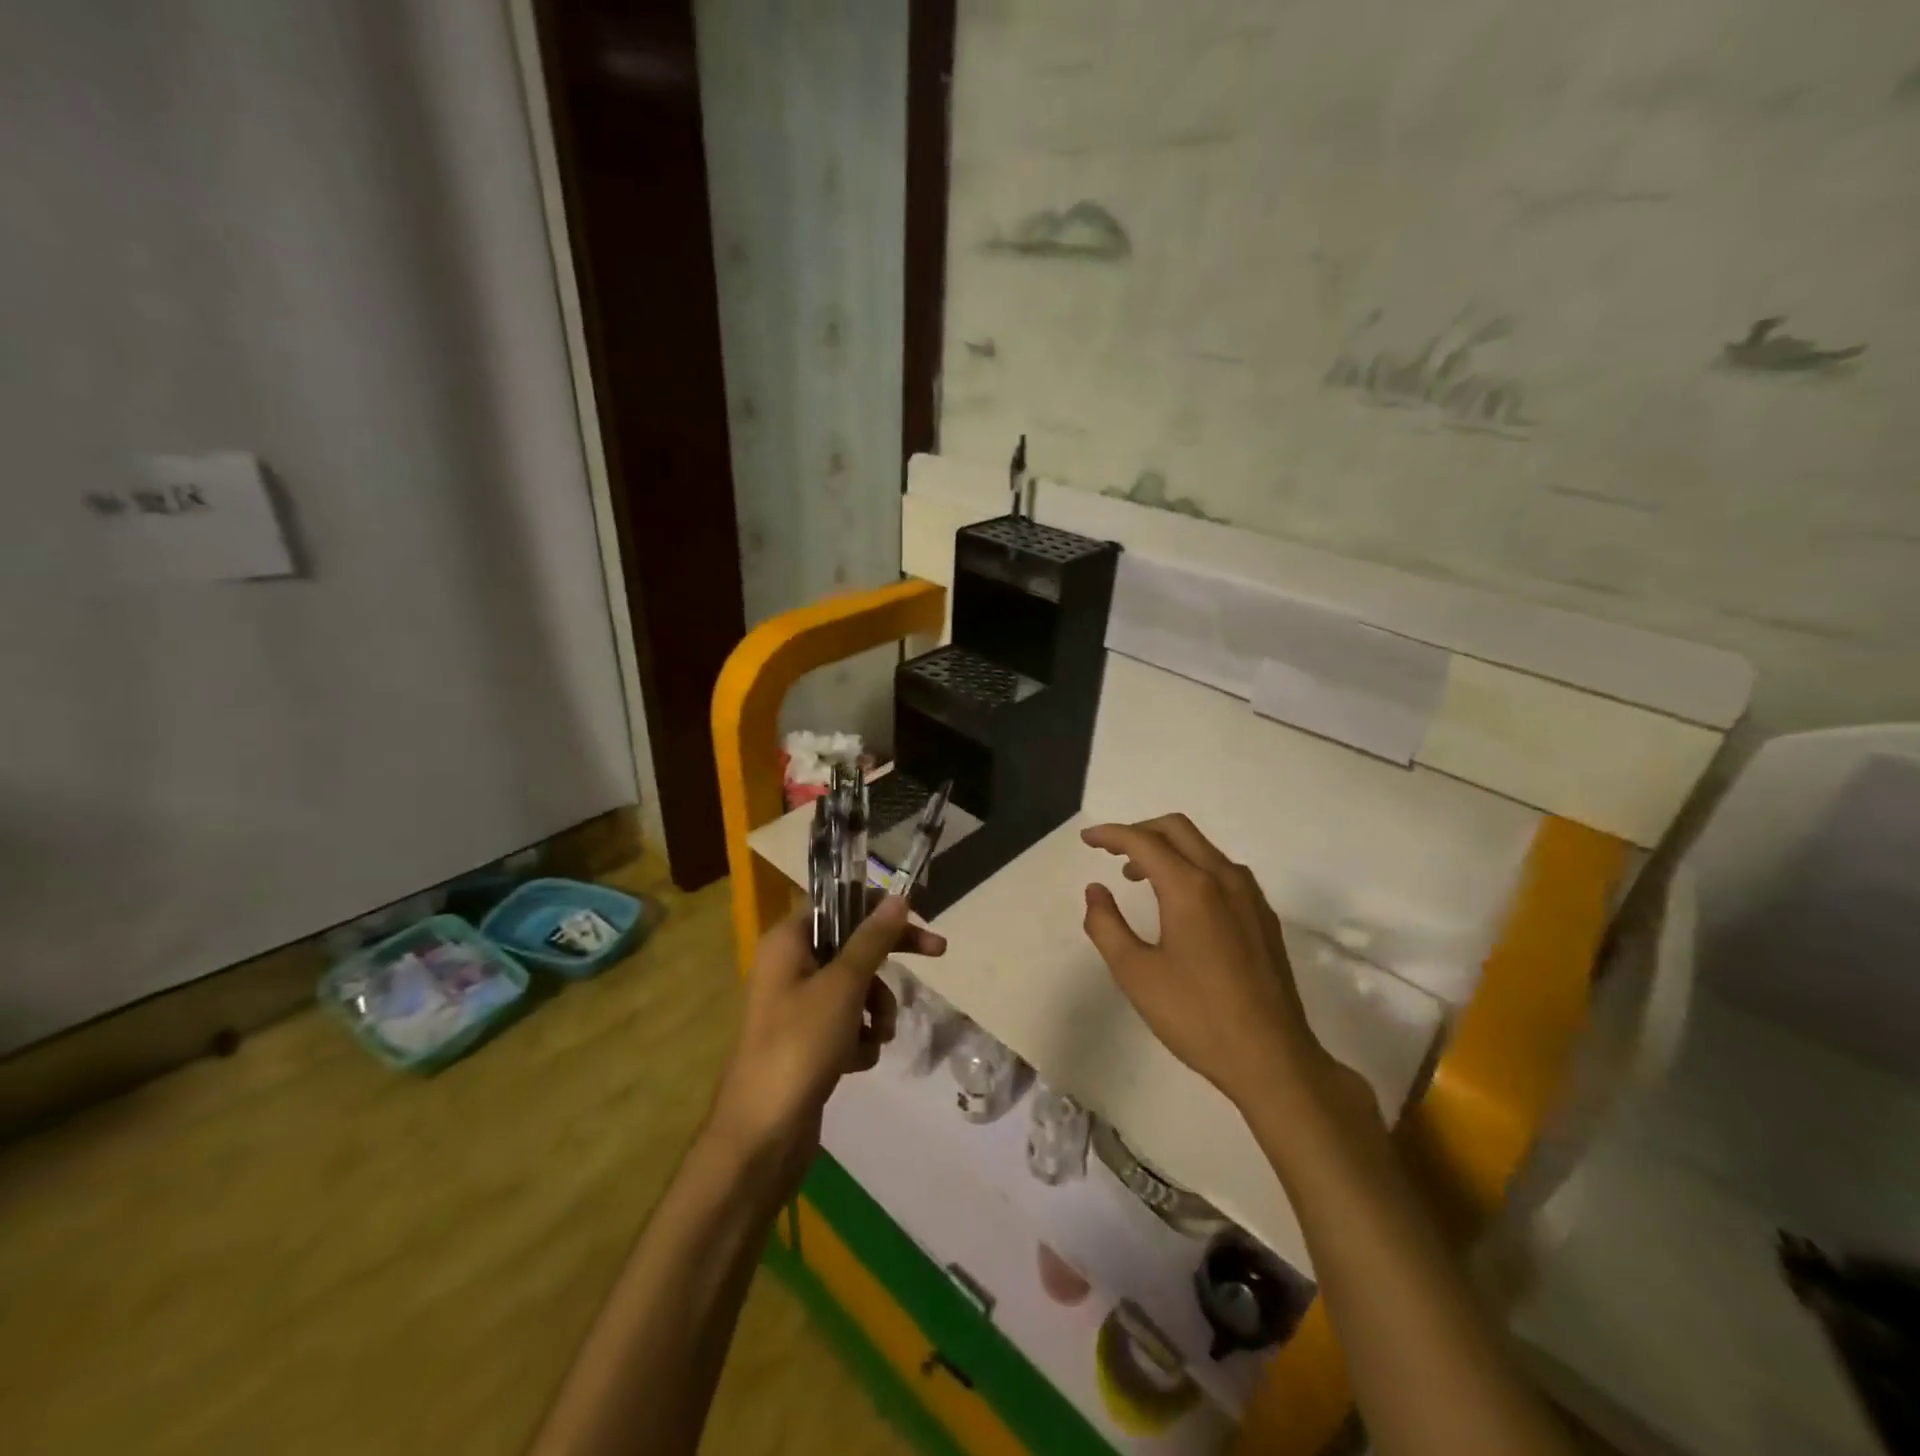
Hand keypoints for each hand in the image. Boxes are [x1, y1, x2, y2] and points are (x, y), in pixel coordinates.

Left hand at [708, 895, 945, 1174]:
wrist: (762, 1136)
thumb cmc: (800, 1046)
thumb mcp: (843, 985)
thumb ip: (873, 939)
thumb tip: (897, 897)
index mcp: (787, 942)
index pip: (837, 903)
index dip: (876, 905)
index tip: (914, 913)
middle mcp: (789, 967)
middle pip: (852, 945)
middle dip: (887, 960)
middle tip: (937, 951)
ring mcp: (797, 1007)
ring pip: (855, 988)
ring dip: (876, 1008)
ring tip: (879, 1036)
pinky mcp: (806, 1043)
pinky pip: (846, 1024)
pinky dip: (859, 1038)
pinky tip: (857, 1061)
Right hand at [1080, 814, 1333, 1110]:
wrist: (1272, 1059)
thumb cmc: (1197, 1017)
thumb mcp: (1135, 974)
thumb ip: (1106, 925)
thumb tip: (1096, 890)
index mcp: (1191, 888)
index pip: (1144, 841)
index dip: (1111, 835)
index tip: (1087, 840)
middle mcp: (1224, 878)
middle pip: (1177, 829)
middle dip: (1140, 831)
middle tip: (1111, 852)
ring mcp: (1250, 895)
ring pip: (1203, 847)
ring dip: (1167, 849)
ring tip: (1138, 877)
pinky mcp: (1263, 916)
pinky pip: (1222, 870)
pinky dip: (1192, 867)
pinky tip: (1180, 902)